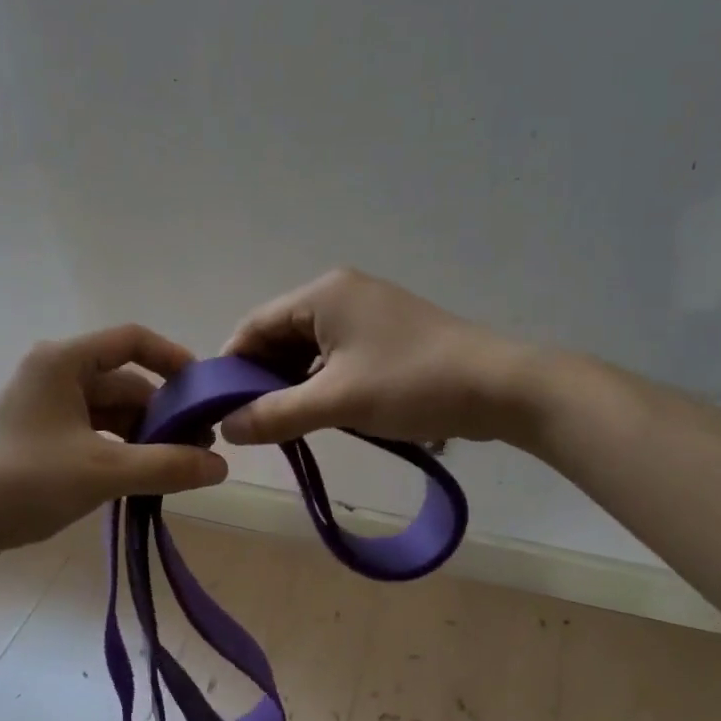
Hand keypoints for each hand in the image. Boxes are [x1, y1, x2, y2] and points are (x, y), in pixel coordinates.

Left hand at [0, 324, 227, 566]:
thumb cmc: (21, 482)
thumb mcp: (102, 472)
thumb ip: (167, 466)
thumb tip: (222, 466)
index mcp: (63, 362)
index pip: (132, 340)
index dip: (174, 359)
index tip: (206, 392)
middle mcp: (54, 375)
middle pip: (125, 382)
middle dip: (165, 413)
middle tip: (201, 449)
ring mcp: (45, 409)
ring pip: (111, 413)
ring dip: (145, 437)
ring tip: (178, 469)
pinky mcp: (40, 439)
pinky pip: (94, 434)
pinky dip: (121, 451)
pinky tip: (142, 478)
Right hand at [218, 269, 538, 445]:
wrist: (501, 387)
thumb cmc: (411, 384)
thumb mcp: (336, 402)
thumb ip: (275, 414)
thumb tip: (227, 428)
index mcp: (323, 294)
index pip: (255, 325)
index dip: (231, 366)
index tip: (218, 408)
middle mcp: (342, 293)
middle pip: (281, 335)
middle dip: (263, 378)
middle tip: (251, 423)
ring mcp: (369, 313)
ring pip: (310, 349)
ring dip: (293, 384)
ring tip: (284, 424)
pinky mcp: (389, 335)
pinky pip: (337, 356)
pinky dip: (322, 383)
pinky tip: (322, 414)